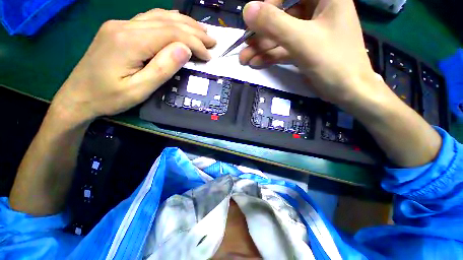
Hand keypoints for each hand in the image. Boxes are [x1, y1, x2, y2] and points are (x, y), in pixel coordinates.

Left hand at [52, 9, 215, 123]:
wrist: (77, 96)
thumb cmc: (108, 97)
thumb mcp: (140, 90)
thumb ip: (163, 68)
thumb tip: (185, 49)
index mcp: (130, 41)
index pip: (172, 34)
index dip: (194, 43)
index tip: (209, 55)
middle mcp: (125, 26)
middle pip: (167, 22)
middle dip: (194, 31)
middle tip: (212, 41)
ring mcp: (120, 25)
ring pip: (159, 17)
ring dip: (184, 23)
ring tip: (201, 31)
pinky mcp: (119, 29)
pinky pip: (149, 19)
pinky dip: (168, 20)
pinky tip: (178, 22)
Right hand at [239, 0, 384, 106]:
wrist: (348, 91)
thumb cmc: (333, 62)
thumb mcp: (302, 41)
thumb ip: (274, 24)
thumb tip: (248, 9)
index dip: (270, 3)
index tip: (254, 20)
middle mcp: (317, 9)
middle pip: (283, 15)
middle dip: (261, 34)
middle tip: (243, 46)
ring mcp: (310, 30)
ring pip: (281, 34)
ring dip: (262, 48)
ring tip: (245, 60)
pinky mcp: (305, 47)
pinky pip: (284, 47)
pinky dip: (270, 55)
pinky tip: (256, 63)